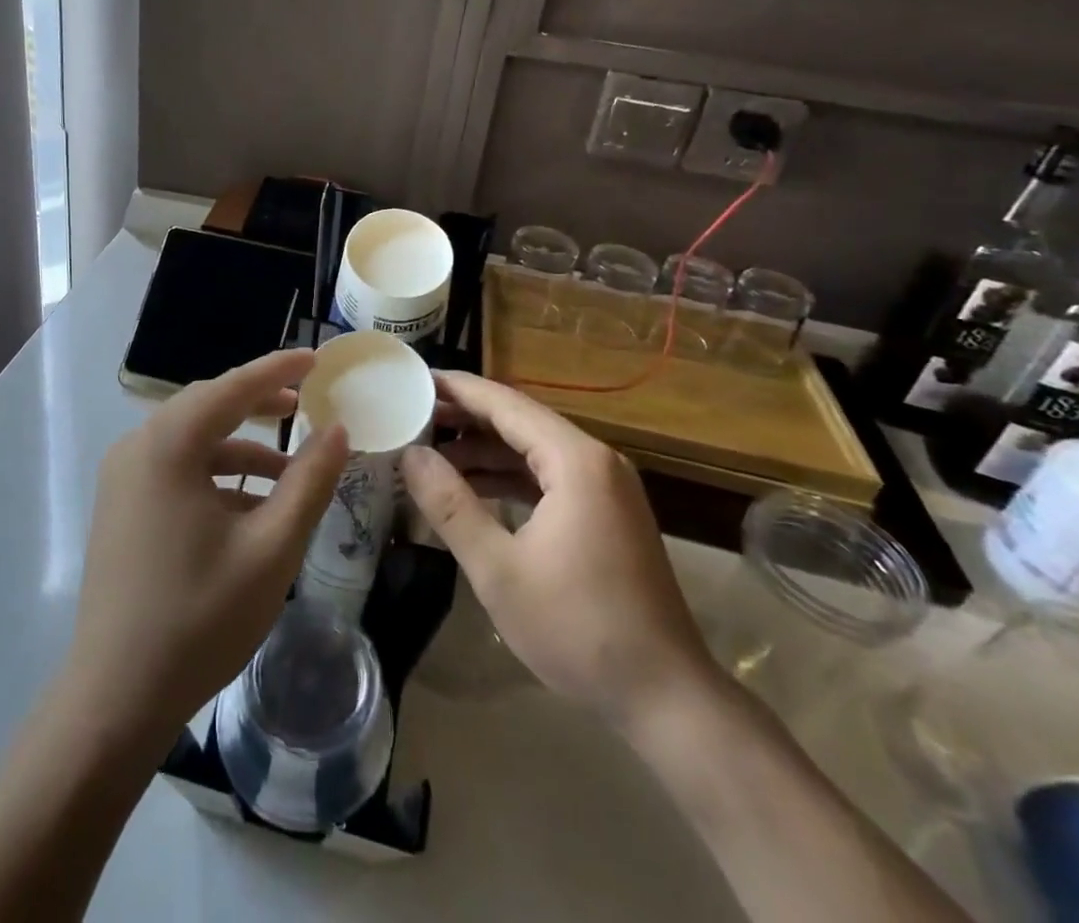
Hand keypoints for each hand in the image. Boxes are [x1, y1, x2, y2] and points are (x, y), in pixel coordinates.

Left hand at [68, 349, 348, 742]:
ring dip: (241, 447)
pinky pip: (176, 469)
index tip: (318, 358)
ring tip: (290, 471)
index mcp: (169, 444)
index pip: (233, 386)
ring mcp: (123, 477)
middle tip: (307, 404)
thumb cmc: (200, 617)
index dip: (279, 369)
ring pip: (193, 440)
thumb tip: (338, 430)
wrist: (115, 698)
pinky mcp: (121, 506)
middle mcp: (138, 447)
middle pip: (209, 406)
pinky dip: (217, 475)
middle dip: (260, 403)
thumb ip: (310, 481)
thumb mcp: (272, 547)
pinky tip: (251, 508)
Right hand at [404, 372, 718, 724]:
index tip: (415, 379)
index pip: (505, 404)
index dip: (458, 389)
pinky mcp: (607, 515)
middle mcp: (595, 461)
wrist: (666, 698)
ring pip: (533, 450)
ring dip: (485, 450)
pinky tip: (472, 488)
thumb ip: (449, 505)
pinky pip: (549, 477)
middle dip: (466, 417)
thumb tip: (411, 454)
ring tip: (430, 450)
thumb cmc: (578, 629)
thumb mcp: (498, 569)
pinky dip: (509, 477)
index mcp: (575, 460)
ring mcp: (606, 488)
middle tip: (412, 413)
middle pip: (520, 421)